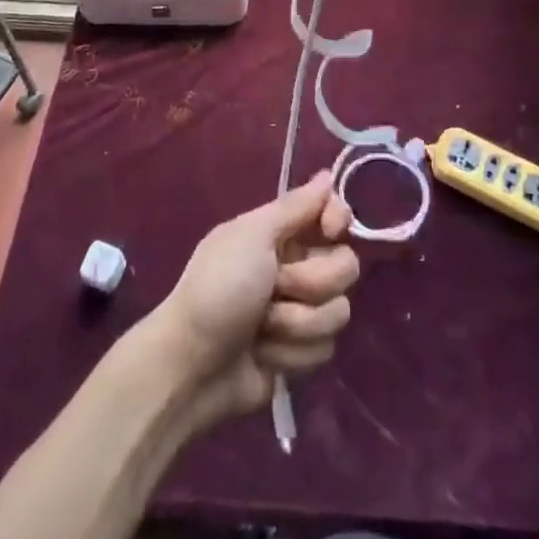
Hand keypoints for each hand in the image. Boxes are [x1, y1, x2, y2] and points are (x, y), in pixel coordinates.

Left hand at [143, 172, 358, 426]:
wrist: (193, 364)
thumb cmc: (219, 287)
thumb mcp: (252, 235)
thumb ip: (295, 206)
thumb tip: (327, 174)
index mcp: (283, 232)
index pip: (335, 213)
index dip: (338, 220)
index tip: (328, 230)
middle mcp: (298, 265)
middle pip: (346, 265)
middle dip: (311, 283)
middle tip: (275, 286)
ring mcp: (302, 310)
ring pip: (338, 311)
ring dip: (297, 323)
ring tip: (263, 327)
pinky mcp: (301, 351)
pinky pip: (324, 348)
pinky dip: (291, 353)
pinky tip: (264, 354)